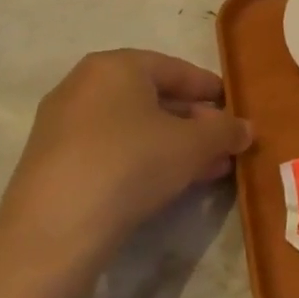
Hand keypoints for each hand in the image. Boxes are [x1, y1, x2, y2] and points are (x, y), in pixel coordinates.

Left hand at [0, 49, 251, 278]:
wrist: (56, 231)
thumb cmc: (133, 164)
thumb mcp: (195, 144)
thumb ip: (226, 131)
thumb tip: (245, 129)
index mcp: (116, 66)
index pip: (176, 69)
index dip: (210, 89)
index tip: (234, 107)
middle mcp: (83, 86)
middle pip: (153, 98)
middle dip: (194, 122)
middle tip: (224, 142)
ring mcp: (62, 125)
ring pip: (134, 127)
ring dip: (174, 144)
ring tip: (208, 168)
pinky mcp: (53, 162)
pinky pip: (112, 149)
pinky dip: (144, 159)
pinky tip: (171, 182)